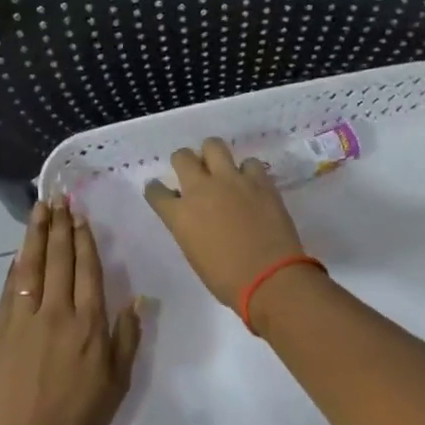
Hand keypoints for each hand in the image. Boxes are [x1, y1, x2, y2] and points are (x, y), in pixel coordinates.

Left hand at [0, 200, 141, 424]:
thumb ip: (127, 337)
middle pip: (58, 260)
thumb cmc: (81, 418)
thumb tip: (137, 299)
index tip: (80, 215)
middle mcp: (55, 313)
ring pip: (31, 267)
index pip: (86, 270)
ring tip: (38, 210)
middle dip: (59, 227)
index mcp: (88, 324)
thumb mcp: (118, 382)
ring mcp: (23, 320)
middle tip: (58, 200)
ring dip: (35, 236)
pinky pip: (9, 290)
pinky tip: (20, 253)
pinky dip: (16, 267)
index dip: (84, 240)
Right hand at [143, 138, 306, 306]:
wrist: (268, 278)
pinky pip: (250, 162)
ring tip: (221, 169)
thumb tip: (195, 217)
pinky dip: (248, 171)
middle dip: (183, 161)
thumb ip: (189, 228)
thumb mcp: (194, 254)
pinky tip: (251, 184)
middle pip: (181, 157)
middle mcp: (200, 189)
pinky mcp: (259, 180)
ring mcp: (231, 180)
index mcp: (179, 215)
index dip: (157, 190)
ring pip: (213, 145)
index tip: (161, 191)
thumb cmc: (226, 280)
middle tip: (193, 172)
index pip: (156, 191)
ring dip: (213, 155)